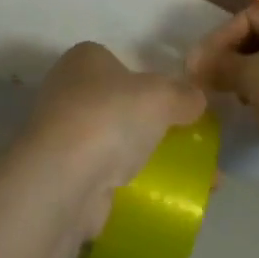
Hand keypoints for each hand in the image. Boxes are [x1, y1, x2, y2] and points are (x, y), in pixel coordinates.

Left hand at [14, 42, 205, 238]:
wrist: (64, 179)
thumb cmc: (110, 117)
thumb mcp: (162, 96)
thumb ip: (184, 95)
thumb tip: (197, 100)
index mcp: (84, 59)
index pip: (120, 63)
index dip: (150, 81)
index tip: (178, 104)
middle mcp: (66, 92)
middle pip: (118, 105)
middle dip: (151, 124)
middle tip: (188, 142)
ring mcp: (62, 136)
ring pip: (114, 143)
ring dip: (145, 158)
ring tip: (189, 177)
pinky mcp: (63, 175)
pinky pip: (108, 176)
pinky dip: (133, 186)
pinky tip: (164, 198)